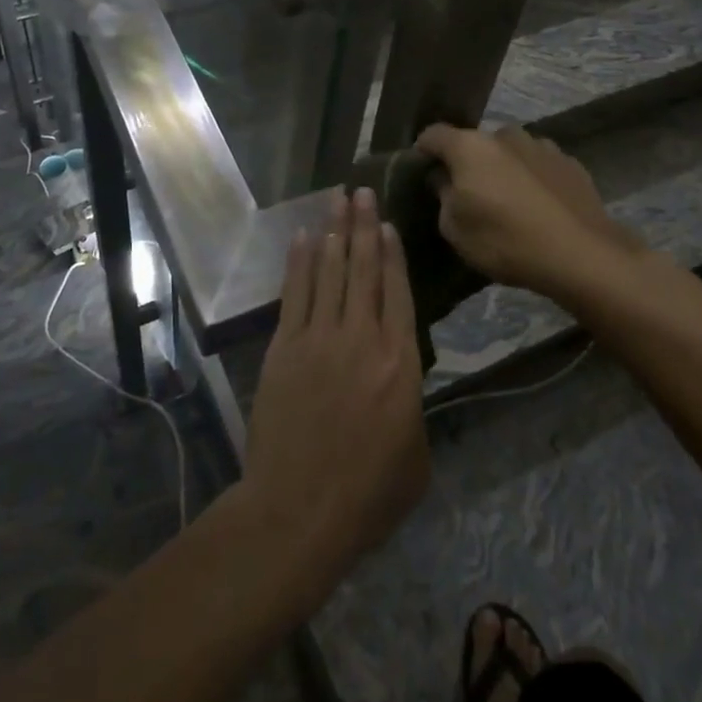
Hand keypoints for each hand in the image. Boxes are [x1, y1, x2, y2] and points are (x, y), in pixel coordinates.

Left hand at [243, 189, 428, 598]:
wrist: (299, 510)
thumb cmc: (368, 494)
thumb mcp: (416, 457)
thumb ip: (412, 406)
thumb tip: (401, 377)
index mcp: (400, 363)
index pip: (398, 292)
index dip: (393, 254)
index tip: (388, 224)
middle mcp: (362, 337)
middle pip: (363, 269)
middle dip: (364, 226)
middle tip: (362, 191)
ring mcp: (319, 337)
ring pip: (330, 271)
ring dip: (335, 232)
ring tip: (338, 200)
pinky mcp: (285, 345)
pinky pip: (295, 292)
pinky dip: (301, 261)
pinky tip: (306, 237)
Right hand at [414, 125, 655, 301]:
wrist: (583, 255)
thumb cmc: (506, 241)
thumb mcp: (455, 230)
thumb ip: (443, 198)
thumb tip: (443, 180)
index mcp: (469, 146)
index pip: (433, 135)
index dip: (423, 152)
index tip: (422, 173)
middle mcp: (504, 135)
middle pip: (474, 143)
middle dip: (468, 163)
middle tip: (469, 195)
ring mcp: (541, 145)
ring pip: (509, 152)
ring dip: (503, 169)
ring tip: (508, 202)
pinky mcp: (570, 162)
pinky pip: (538, 165)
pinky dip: (532, 179)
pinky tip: (539, 207)